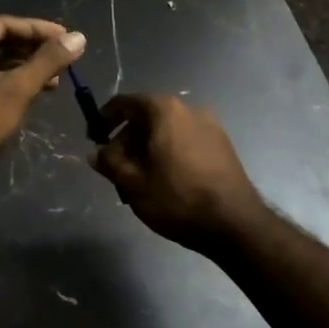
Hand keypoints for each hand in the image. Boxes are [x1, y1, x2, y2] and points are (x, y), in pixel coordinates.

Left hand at [0, 16, 86, 159]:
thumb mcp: (18, 89)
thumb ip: (48, 61)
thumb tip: (79, 37)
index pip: (4, 24)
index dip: (38, 29)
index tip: (66, 37)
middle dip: (33, 50)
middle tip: (63, 57)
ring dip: (24, 68)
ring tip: (56, 78)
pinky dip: (9, 81)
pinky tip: (35, 91)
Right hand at [91, 95, 264, 252]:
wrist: (235, 224)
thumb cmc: (177, 198)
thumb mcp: (133, 182)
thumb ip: (109, 162)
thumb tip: (96, 153)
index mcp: (165, 111)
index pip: (125, 103)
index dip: (104, 118)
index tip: (93, 138)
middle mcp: (189, 110)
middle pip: (147, 117)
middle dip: (127, 141)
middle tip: (115, 169)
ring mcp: (210, 127)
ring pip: (167, 132)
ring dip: (147, 150)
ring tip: (139, 181)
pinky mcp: (223, 146)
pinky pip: (185, 142)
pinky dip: (168, 154)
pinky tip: (164, 182)